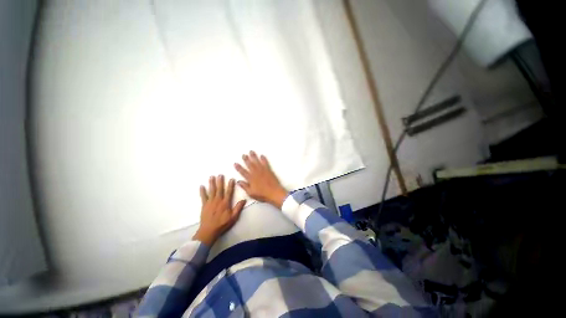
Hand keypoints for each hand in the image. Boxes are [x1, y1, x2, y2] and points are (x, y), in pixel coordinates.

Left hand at [193, 175, 245, 246]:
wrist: (209, 230)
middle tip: (220, 174)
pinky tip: (201, 186)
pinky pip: (203, 197)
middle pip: (219, 189)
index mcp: (225, 203)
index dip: (230, 185)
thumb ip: (238, 208)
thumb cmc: (222, 223)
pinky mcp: (204, 205)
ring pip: (211, 191)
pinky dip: (202, 191)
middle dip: (220, 181)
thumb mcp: (233, 217)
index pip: (229, 192)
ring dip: (212, 183)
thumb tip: (244, 199)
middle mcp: (218, 200)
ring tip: (211, 177)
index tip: (231, 179)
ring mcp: (210, 202)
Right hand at [234, 151, 287, 208]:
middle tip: (243, 155)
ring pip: (257, 162)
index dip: (239, 167)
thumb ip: (244, 186)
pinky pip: (265, 163)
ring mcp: (262, 171)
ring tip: (251, 152)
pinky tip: (262, 155)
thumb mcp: (251, 193)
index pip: (243, 172)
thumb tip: (238, 181)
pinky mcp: (268, 170)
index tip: (235, 163)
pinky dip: (263, 159)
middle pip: (250, 165)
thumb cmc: (262, 194)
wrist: (274, 192)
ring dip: (254, 156)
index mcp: (251, 179)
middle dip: (246, 159)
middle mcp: (256, 173)